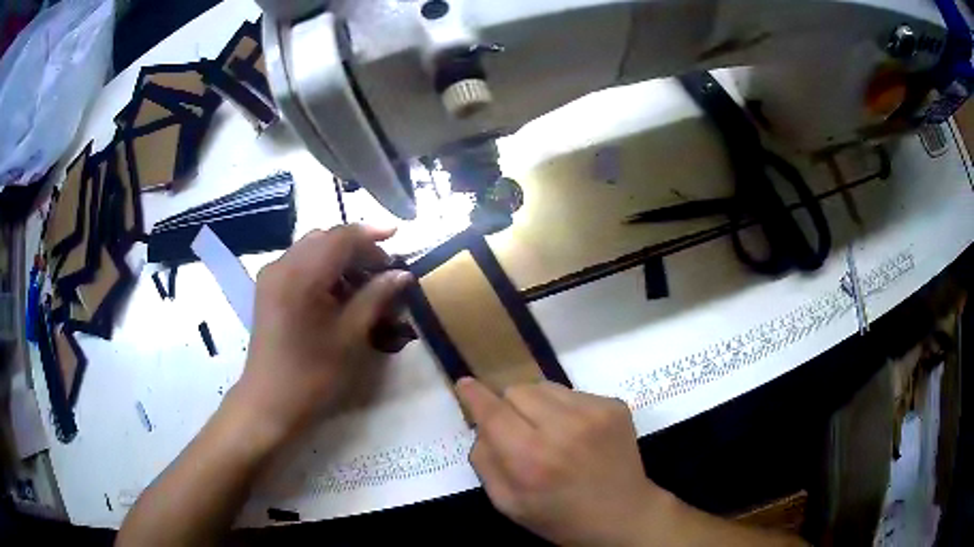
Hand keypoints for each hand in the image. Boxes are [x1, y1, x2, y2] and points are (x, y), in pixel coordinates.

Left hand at [236, 225, 412, 440]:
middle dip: (357, 247)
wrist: (269, 401)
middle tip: (383, 270)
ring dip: (340, 257)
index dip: (372, 234)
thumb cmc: (312, 374)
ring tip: (364, 283)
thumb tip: (402, 274)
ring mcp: (271, 275)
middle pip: (325, 238)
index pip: (341, 237)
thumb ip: (376, 297)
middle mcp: (282, 264)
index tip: (398, 237)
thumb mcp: (349, 336)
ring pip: (312, 248)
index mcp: (301, 275)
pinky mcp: (268, 287)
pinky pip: (300, 263)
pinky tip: (338, 291)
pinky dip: (323, 268)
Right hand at [457, 378, 674, 546]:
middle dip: (510, 407)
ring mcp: (594, 412)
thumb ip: (485, 462)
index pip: (493, 412)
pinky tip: (577, 433)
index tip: (465, 385)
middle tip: (520, 432)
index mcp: (531, 459)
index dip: (475, 396)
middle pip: (517, 390)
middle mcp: (563, 428)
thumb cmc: (561, 517)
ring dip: (538, 405)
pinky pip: (573, 392)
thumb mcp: (508, 503)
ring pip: (545, 386)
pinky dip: (565, 408)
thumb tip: (481, 426)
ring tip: (551, 432)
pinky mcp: (615, 405)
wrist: (623, 515)